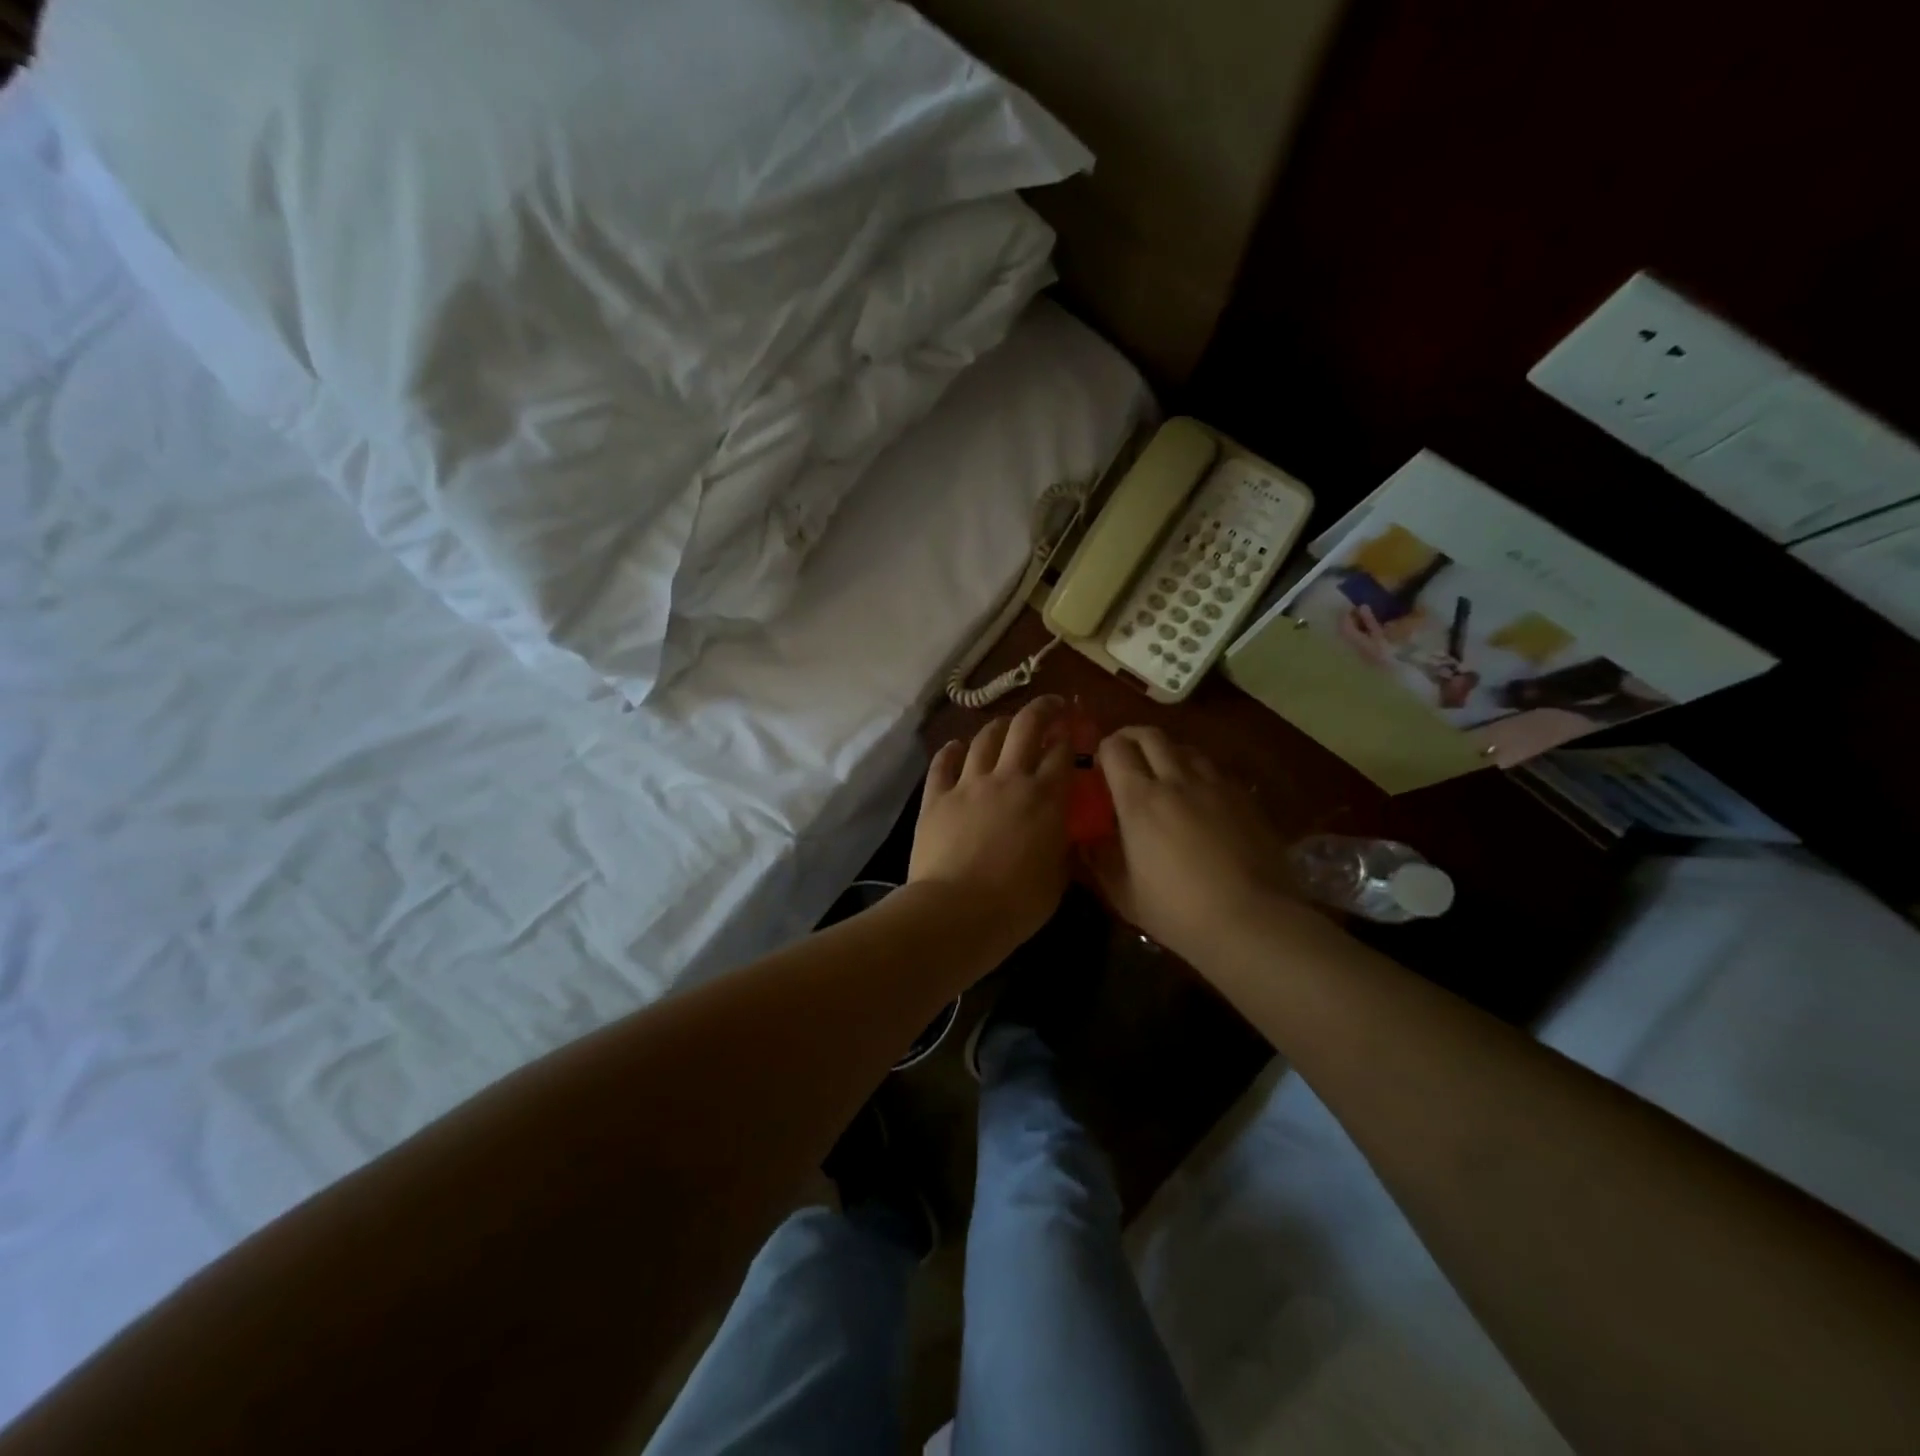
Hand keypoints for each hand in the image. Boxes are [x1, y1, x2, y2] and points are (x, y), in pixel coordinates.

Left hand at [910, 696, 1072, 951]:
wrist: (956, 912)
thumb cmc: (1016, 904)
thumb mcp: (1058, 878)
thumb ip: (1063, 847)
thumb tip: (1066, 834)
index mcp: (1045, 797)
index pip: (1062, 752)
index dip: (1070, 736)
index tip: (1074, 731)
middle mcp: (1009, 778)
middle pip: (1026, 726)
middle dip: (1042, 709)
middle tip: (1051, 706)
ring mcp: (968, 784)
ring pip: (985, 738)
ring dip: (999, 726)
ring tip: (1006, 726)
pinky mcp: (936, 797)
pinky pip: (943, 763)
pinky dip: (951, 751)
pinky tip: (956, 747)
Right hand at [1087, 726, 1291, 962]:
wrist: (1253, 921)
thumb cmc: (1178, 911)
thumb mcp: (1125, 894)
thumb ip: (1101, 861)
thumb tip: (1086, 842)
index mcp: (1140, 800)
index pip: (1115, 749)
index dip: (1104, 749)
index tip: (1100, 765)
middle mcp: (1176, 781)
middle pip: (1151, 736)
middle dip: (1132, 737)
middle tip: (1126, 754)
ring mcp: (1215, 786)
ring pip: (1186, 748)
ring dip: (1168, 753)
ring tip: (1165, 773)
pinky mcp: (1245, 798)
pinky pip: (1215, 770)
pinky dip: (1199, 773)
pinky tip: (1201, 797)